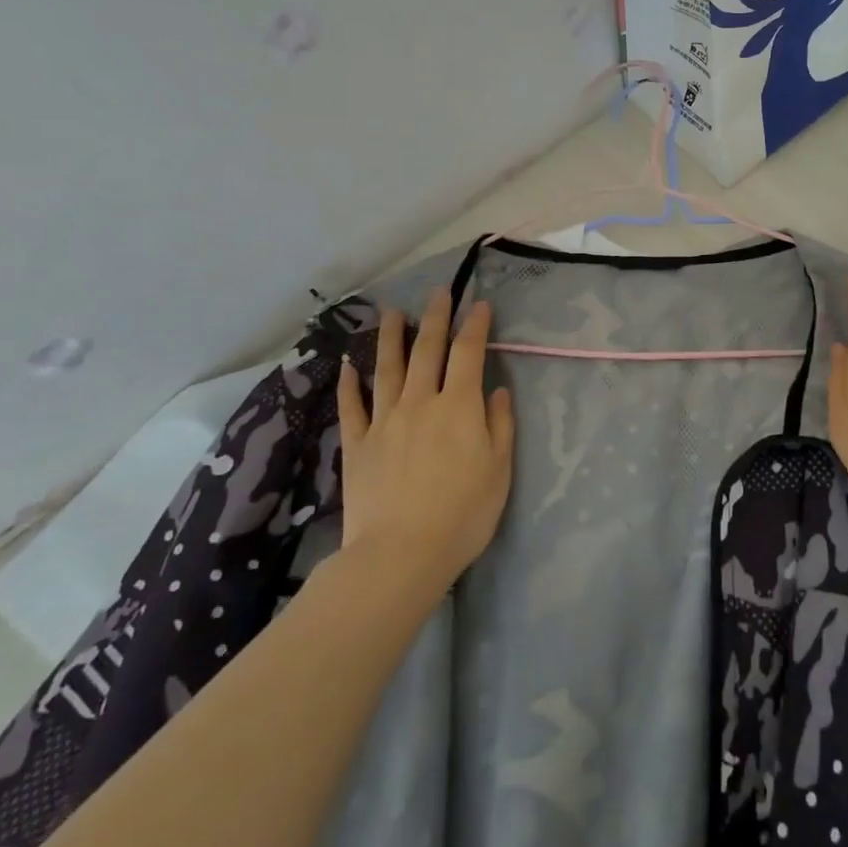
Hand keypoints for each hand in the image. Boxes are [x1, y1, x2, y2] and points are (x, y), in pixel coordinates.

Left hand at [335, 287, 515, 587]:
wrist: (400, 554)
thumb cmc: (463, 514)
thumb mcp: (499, 470)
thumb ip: (500, 425)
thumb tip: (496, 391)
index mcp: (458, 407)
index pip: (469, 354)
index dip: (475, 326)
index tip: (480, 305)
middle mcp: (420, 402)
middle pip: (427, 351)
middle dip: (435, 318)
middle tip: (437, 292)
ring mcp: (384, 422)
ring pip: (386, 368)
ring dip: (390, 337)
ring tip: (391, 312)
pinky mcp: (358, 445)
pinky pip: (352, 406)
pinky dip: (350, 383)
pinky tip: (348, 365)